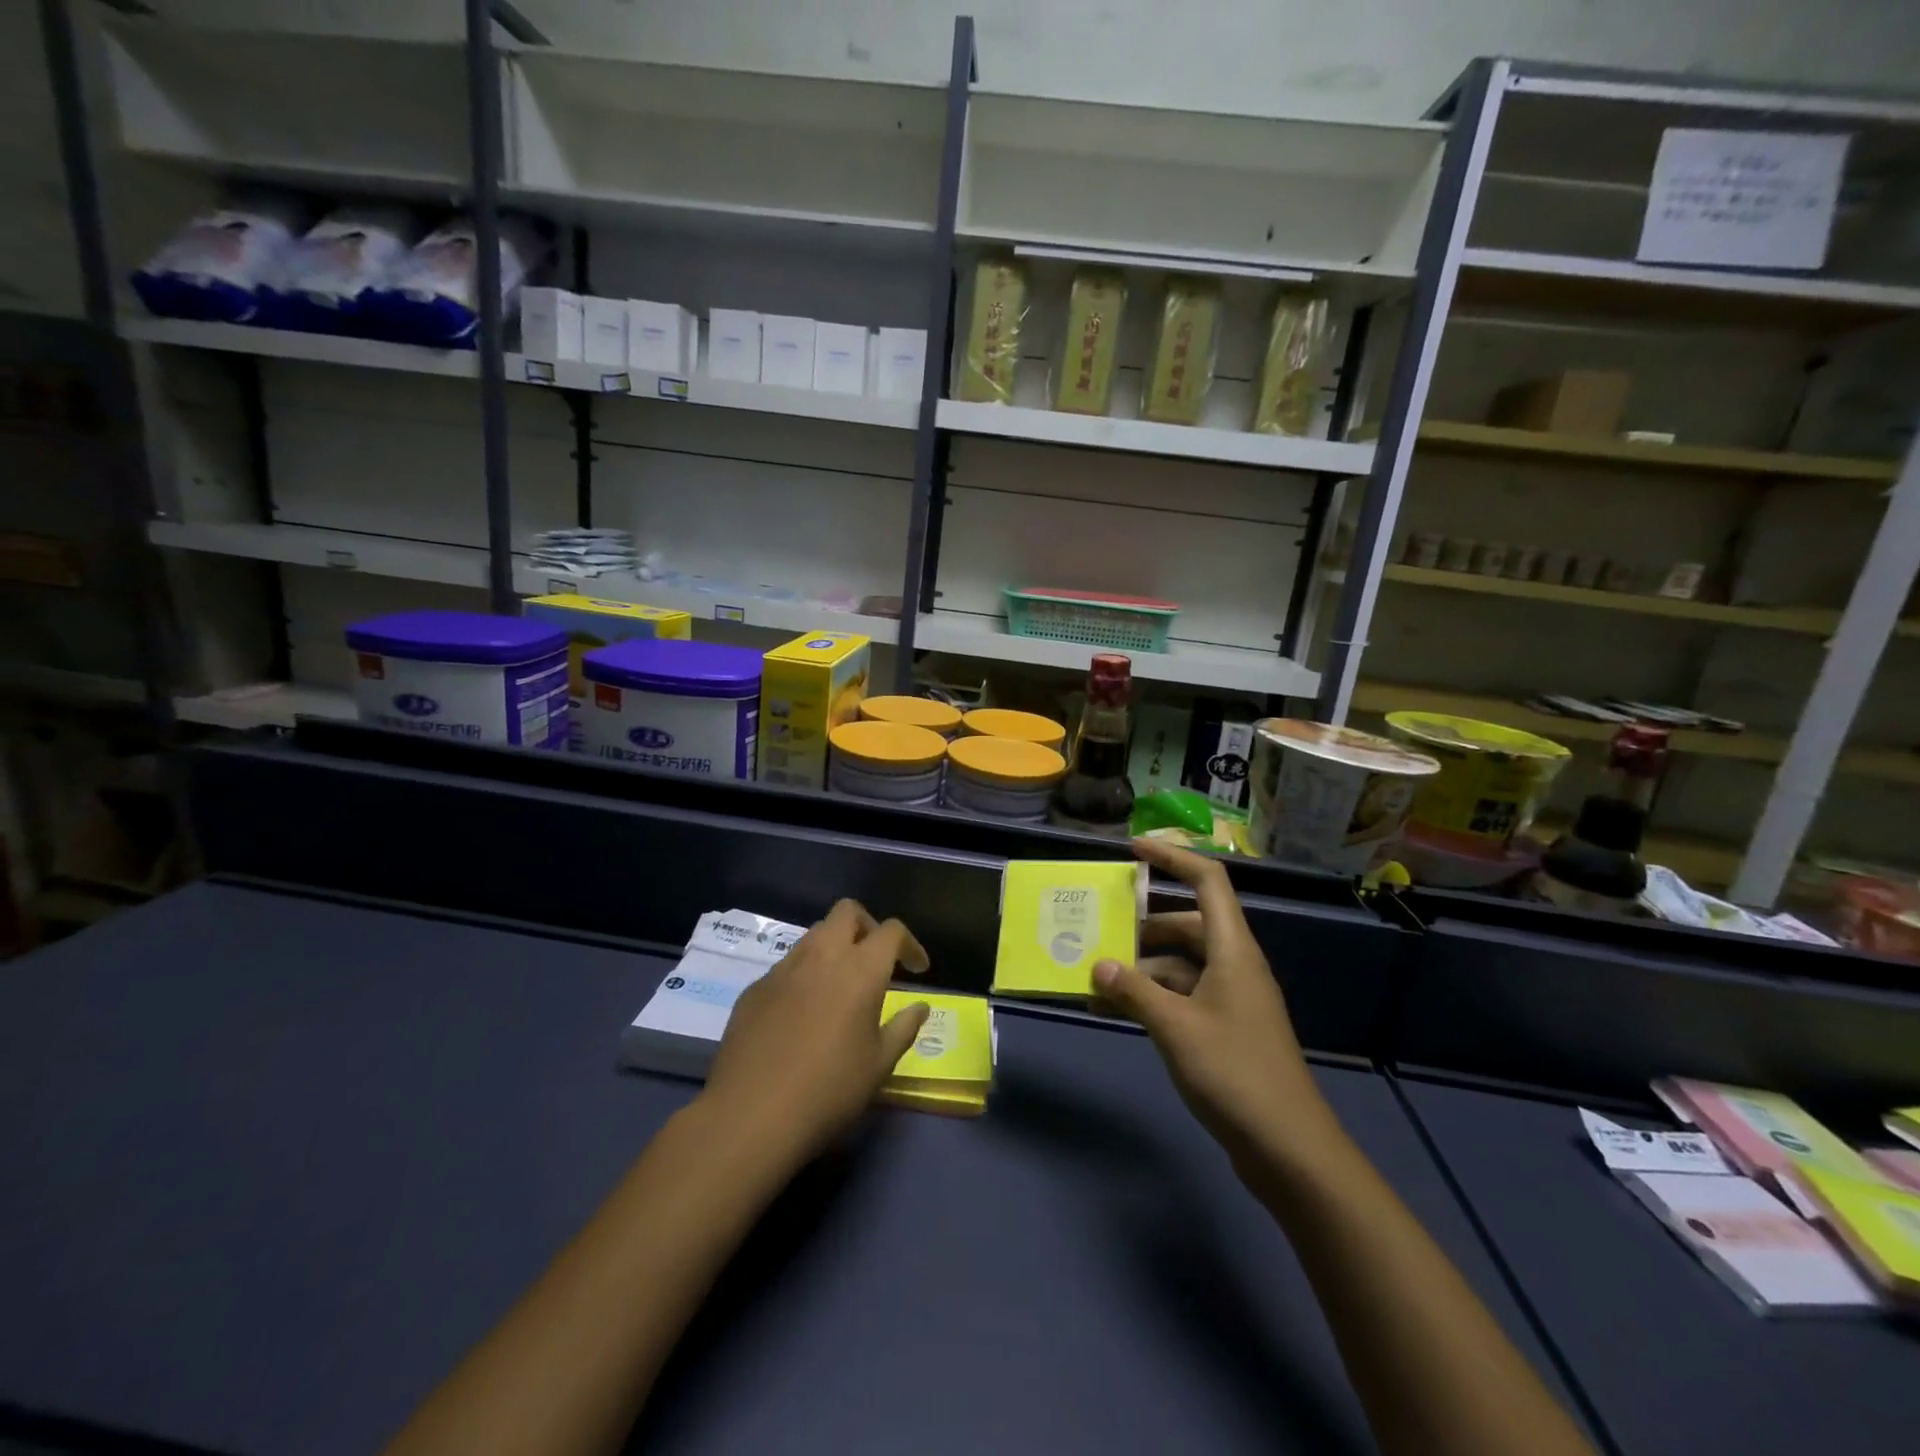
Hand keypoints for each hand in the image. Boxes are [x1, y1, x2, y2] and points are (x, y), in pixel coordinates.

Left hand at [702, 901, 929, 1160]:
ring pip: (814, 934)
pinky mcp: (755, 988)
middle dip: (868, 926)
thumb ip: (904, 1028)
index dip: (909, 944)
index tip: (917, 969)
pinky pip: (787, 966)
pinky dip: (804, 975)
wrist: (750, 1115)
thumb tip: (920, 1007)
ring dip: (834, 947)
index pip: (891, 931)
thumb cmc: (829, 1091)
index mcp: (860, 969)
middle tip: (876, 960)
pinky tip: (802, 1014)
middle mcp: (821, 956)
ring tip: (840, 985)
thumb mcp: (879, 1065)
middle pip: (847, 912)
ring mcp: (783, 969)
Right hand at [1093, 839, 1343, 1176]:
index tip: (1132, 850)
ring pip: (1179, 964)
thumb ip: (1133, 991)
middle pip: (1185, 924)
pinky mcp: (1224, 1029)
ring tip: (1093, 978)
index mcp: (1232, 949)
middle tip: (1097, 928)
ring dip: (1139, 969)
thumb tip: (1097, 964)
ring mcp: (1230, 999)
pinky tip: (1115, 1012)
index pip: (1207, 881)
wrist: (1289, 1150)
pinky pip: (1181, 996)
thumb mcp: (1175, 1027)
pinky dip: (1150, 998)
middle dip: (1140, 925)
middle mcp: (1233, 965)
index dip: (1172, 857)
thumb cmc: (1235, 1073)